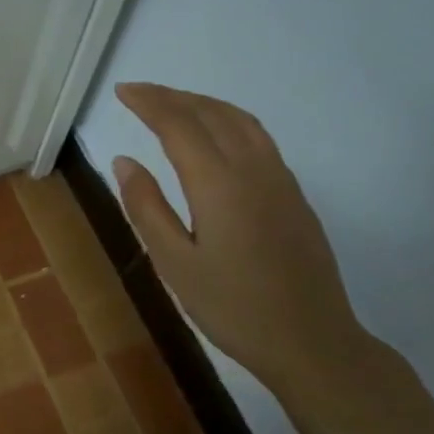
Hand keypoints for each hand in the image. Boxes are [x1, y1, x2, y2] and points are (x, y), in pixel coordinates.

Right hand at [112, 82, 369, 394]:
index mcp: (219, 184)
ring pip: (240, 120)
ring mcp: (280, 179)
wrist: (311, 342)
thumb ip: (147, 207)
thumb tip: (125, 160)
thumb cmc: (232, 308)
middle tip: (138, 93)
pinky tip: (216, 134)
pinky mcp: (294, 194)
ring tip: (173, 104)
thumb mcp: (175, 263)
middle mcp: (253, 169)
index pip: (179, 125)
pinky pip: (258, 137)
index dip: (148, 103)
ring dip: (203, 103)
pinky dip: (228, 119)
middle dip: (172, 96)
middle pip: (210, 114)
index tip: (121, 91)